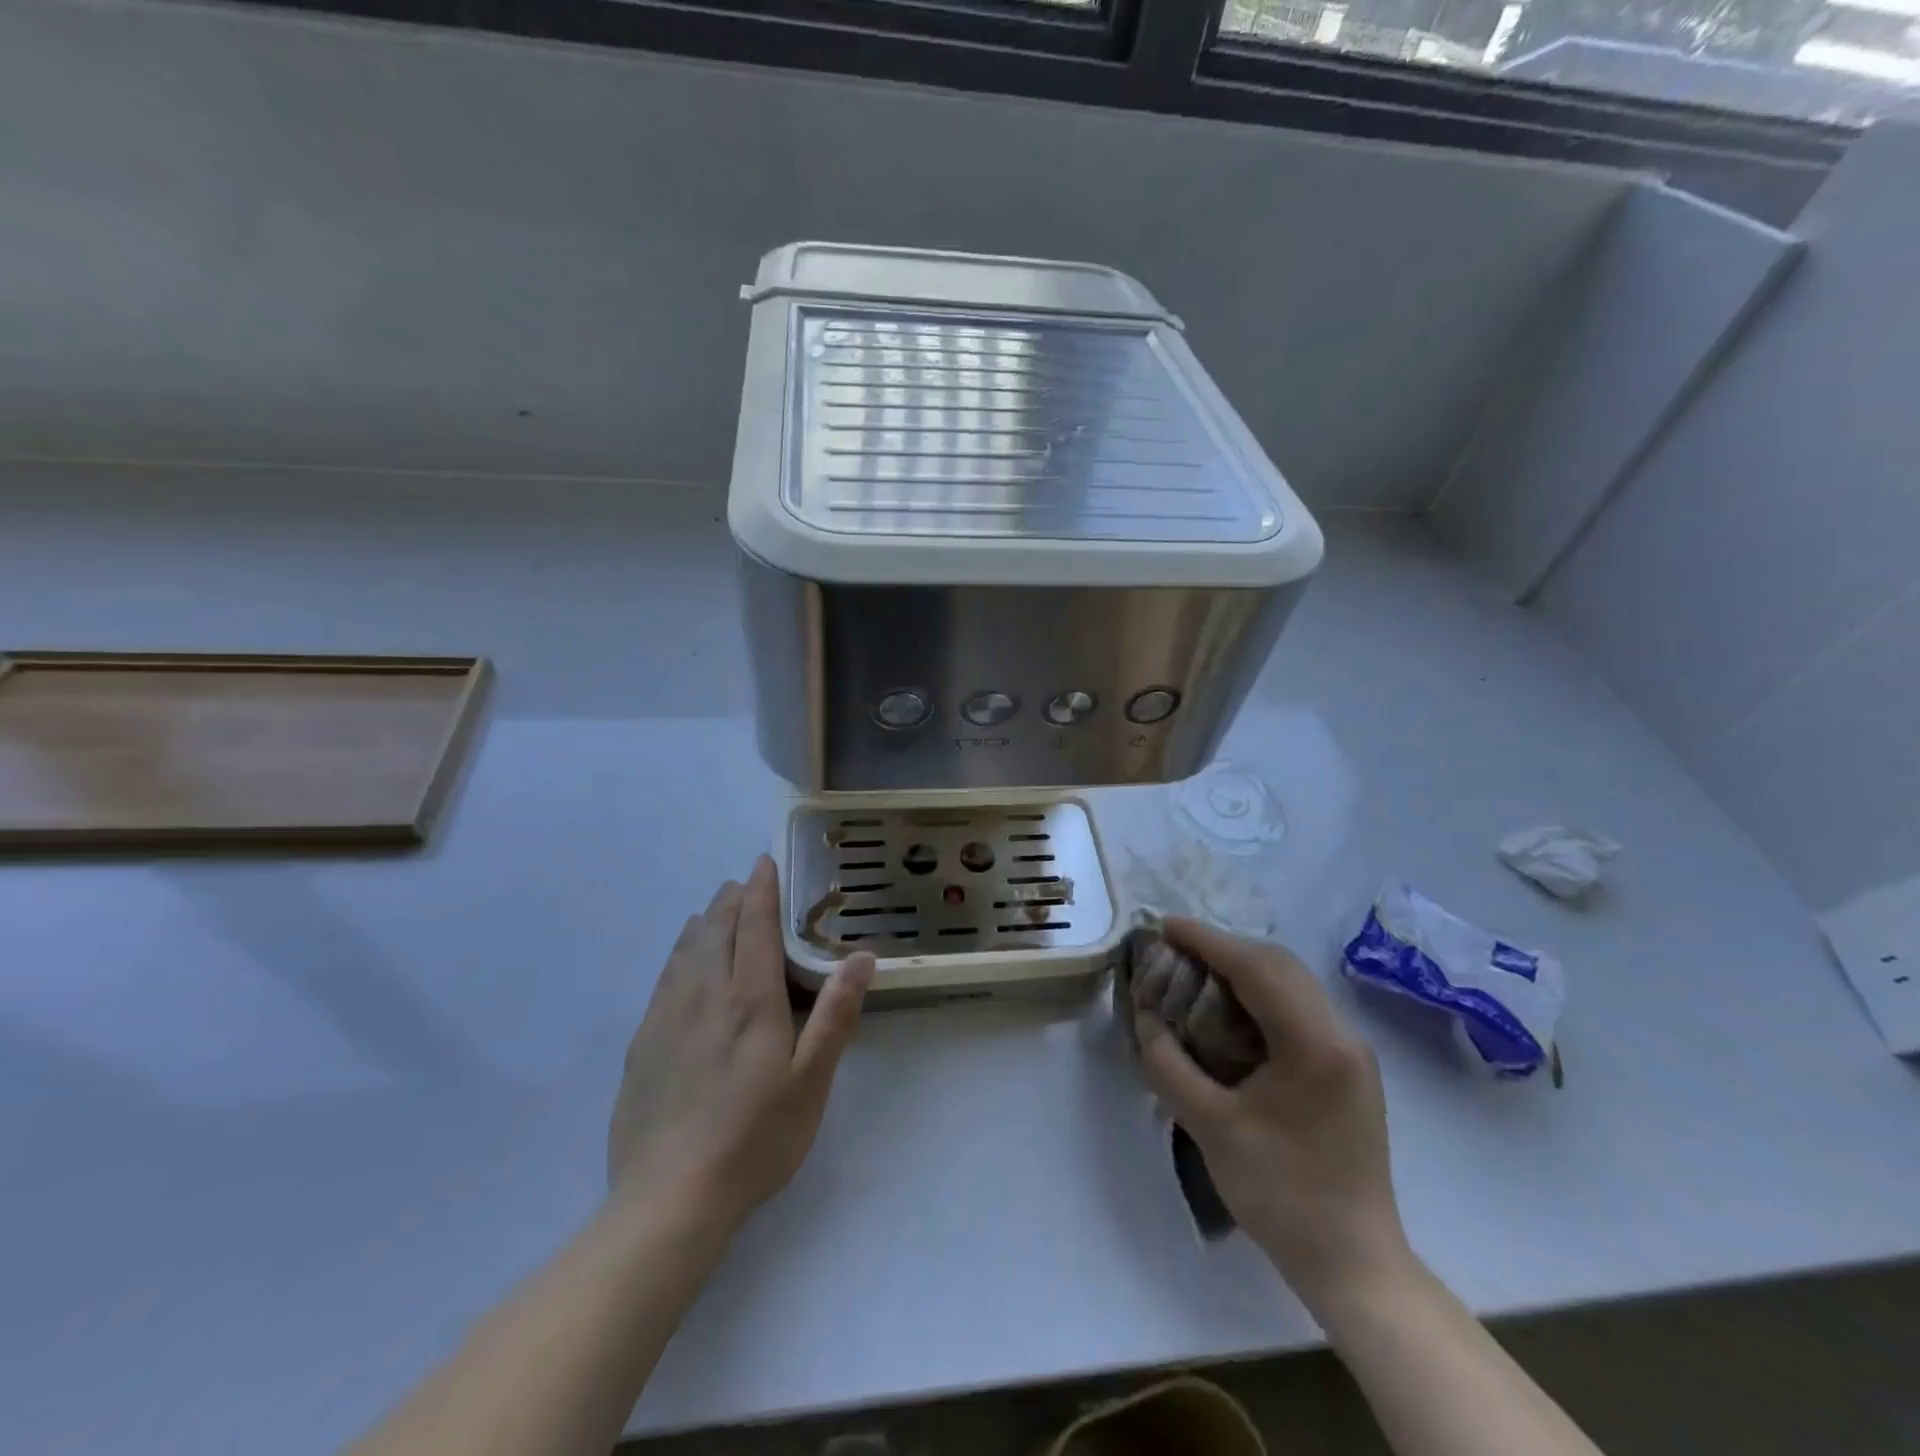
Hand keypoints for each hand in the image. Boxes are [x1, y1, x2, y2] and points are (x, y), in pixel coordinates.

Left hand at [608, 856, 874, 1233]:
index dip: (761, 889)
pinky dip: (680, 953)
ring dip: (705, 921)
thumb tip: (861, 957)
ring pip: (686, 949)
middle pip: (716, 928)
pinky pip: (664, 977)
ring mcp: (667, 1017)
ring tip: (716, 909)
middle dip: (732, 898)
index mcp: (749, 999)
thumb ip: (835, 1014)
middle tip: (745, 882)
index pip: (754, 925)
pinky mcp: (642, 1043)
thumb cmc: (754, 1140)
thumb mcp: (810, 1082)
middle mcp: (704, 994)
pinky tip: (683, 960)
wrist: (668, 1200)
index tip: (764, 861)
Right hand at [1133, 918, 1412, 1314]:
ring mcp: (1351, 1049)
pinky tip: (1231, 1007)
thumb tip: (1144, 1017)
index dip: (1206, 940)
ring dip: (1243, 967)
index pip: (1255, 967)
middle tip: (1174, 950)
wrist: (1354, 1262)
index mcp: (1315, 1043)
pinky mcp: (1349, 1066)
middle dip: (1223, 947)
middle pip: (1278, 964)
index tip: (1163, 925)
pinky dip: (1261, 991)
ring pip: (1292, 981)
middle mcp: (1342, 1033)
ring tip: (1196, 971)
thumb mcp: (1210, 1126)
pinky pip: (1300, 1005)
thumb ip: (1169, 1063)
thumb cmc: (1281, 1194)